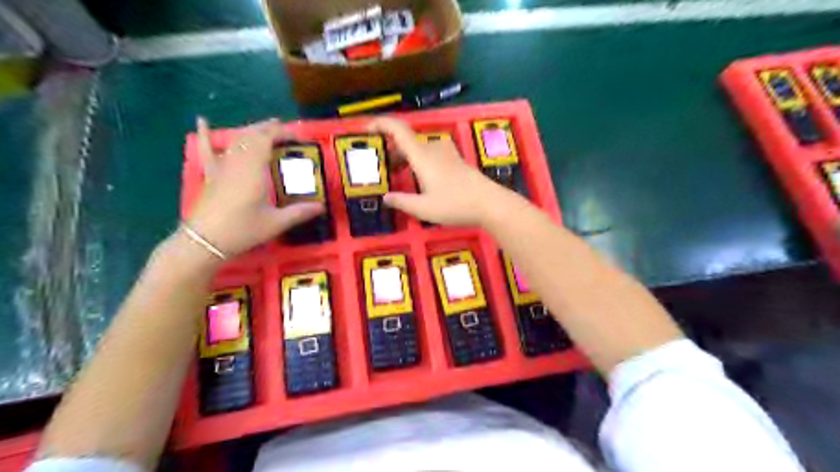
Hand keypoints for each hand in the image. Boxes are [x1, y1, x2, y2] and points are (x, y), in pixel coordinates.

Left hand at [185, 118, 322, 258]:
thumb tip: (322, 207)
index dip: (282, 133)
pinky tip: (201, 120)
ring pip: (235, 140)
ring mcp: (221, 167)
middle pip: (251, 135)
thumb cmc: (243, 230)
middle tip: (284, 129)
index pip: (267, 140)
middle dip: (268, 128)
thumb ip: (299, 212)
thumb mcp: (276, 223)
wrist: (205, 241)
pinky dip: (204, 135)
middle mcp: (237, 162)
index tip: (297, 136)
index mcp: (254, 170)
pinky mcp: (210, 175)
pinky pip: (206, 150)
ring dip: (250, 130)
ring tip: (263, 128)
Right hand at [373, 117, 496, 225]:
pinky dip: (419, 160)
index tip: (367, 129)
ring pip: (420, 148)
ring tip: (398, 174)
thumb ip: (402, 202)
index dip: (381, 124)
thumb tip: (385, 197)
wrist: (490, 203)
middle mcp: (433, 149)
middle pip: (407, 141)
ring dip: (406, 157)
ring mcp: (447, 153)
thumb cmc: (455, 204)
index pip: (398, 130)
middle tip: (382, 168)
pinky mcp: (456, 160)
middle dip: (391, 150)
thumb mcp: (424, 208)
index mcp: (422, 156)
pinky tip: (420, 178)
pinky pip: (431, 153)